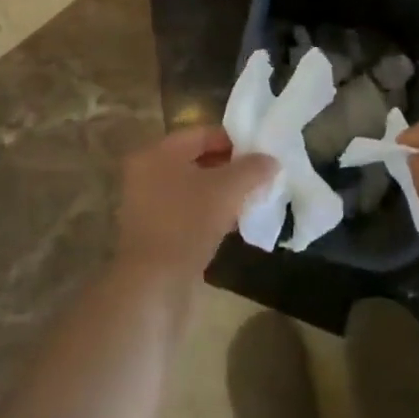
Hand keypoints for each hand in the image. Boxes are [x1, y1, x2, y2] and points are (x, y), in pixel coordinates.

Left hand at [116, 127, 277, 281]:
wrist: (154, 284)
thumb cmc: (188, 223)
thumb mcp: (228, 189)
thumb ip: (252, 169)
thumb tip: (271, 160)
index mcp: (157, 153)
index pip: (202, 134)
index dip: (235, 140)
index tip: (262, 153)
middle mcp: (147, 173)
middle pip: (197, 160)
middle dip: (231, 168)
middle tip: (261, 177)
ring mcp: (148, 205)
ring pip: (193, 189)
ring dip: (222, 193)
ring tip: (252, 200)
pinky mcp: (154, 233)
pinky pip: (187, 212)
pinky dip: (210, 213)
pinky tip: (234, 224)